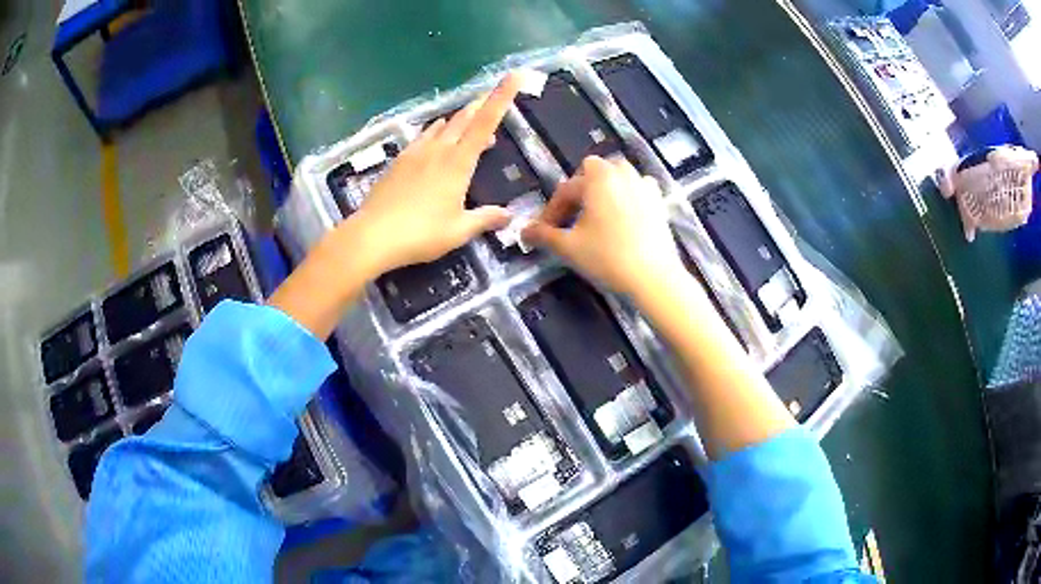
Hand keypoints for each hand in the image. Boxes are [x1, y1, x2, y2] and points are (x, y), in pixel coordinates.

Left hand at [346, 72, 523, 274]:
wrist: (373, 235)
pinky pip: (422, 137)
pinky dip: (435, 133)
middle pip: (464, 118)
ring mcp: (416, 152)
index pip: (486, 123)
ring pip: (441, 126)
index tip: (514, 75)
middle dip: (481, 105)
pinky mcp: (399, 161)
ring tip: (468, 124)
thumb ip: (485, 219)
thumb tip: (509, 216)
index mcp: (459, 162)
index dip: (502, 97)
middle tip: (492, 98)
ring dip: (458, 121)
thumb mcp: (459, 231)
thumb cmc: (421, 234)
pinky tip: (434, 141)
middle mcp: (438, 150)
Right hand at [522, 156, 686, 299]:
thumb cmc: (608, 257)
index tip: (542, 232)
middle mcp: (621, 172)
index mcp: (597, 177)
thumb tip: (524, 230)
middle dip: (578, 195)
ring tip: (594, 218)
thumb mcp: (569, 247)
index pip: (565, 190)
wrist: (654, 277)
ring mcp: (644, 185)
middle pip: (591, 175)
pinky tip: (622, 219)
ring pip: (616, 179)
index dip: (550, 212)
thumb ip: (543, 234)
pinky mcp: (659, 201)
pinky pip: (636, 191)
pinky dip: (625, 198)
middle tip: (569, 221)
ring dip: (602, 193)